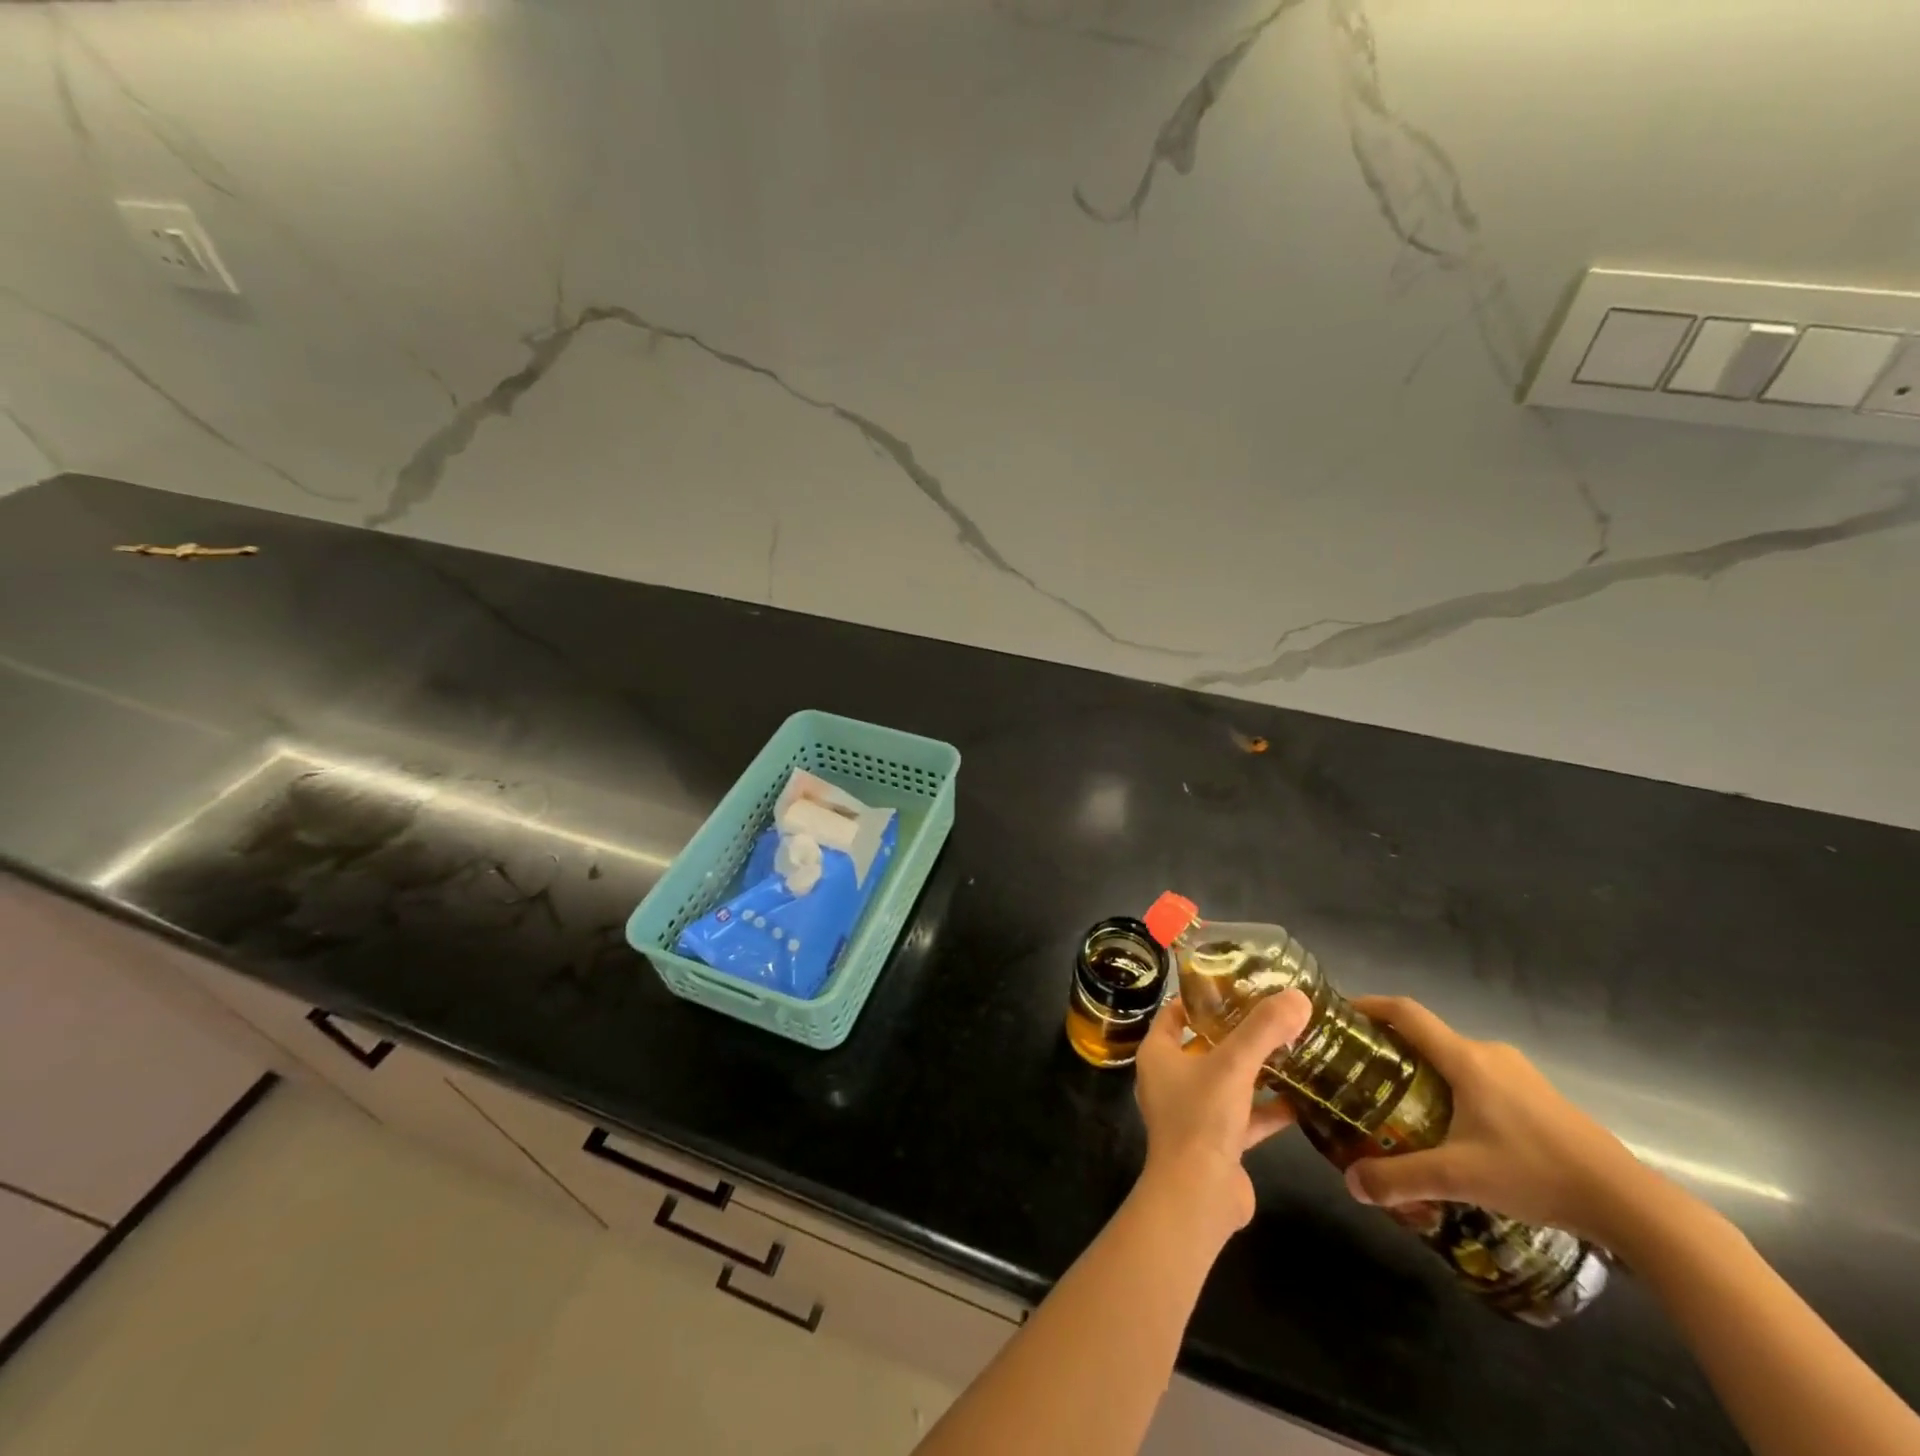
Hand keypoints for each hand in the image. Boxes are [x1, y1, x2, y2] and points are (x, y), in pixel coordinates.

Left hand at [1134, 990, 1313, 1238]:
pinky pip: (1244, 1116)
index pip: (1175, 1013)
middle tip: (1272, 1014)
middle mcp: (1170, 1079)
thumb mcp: (1234, 1065)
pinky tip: (1301, 1101)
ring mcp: (1193, 1113)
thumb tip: (1298, 996)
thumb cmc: (1202, 1117)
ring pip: (1226, 1081)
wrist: (1198, 1196)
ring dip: (1255, 1070)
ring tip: (1292, 1050)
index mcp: (1158, 1054)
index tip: (1235, 984)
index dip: (1201, 998)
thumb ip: (1264, 1029)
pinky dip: (1268, 1109)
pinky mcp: (1216, 1143)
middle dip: (1236, 1032)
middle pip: (1204, 1045)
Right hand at [1343, 996, 1658, 1246]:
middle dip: (1393, 1049)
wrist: (1631, 1204)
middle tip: (1364, 1075)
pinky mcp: (1541, 1098)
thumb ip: (1400, 1178)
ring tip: (1403, 1104)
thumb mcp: (1459, 1178)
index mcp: (1465, 1058)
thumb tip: (1351, 1185)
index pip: (1405, 1012)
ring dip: (1426, 1072)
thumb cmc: (1536, 1173)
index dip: (1369, 1005)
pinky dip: (1456, 1089)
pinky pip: (1482, 1078)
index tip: (1341, 1015)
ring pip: (1457, 1060)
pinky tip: (1456, 1130)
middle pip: (1429, 1037)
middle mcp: (1489, 1054)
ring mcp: (1520, 1074)